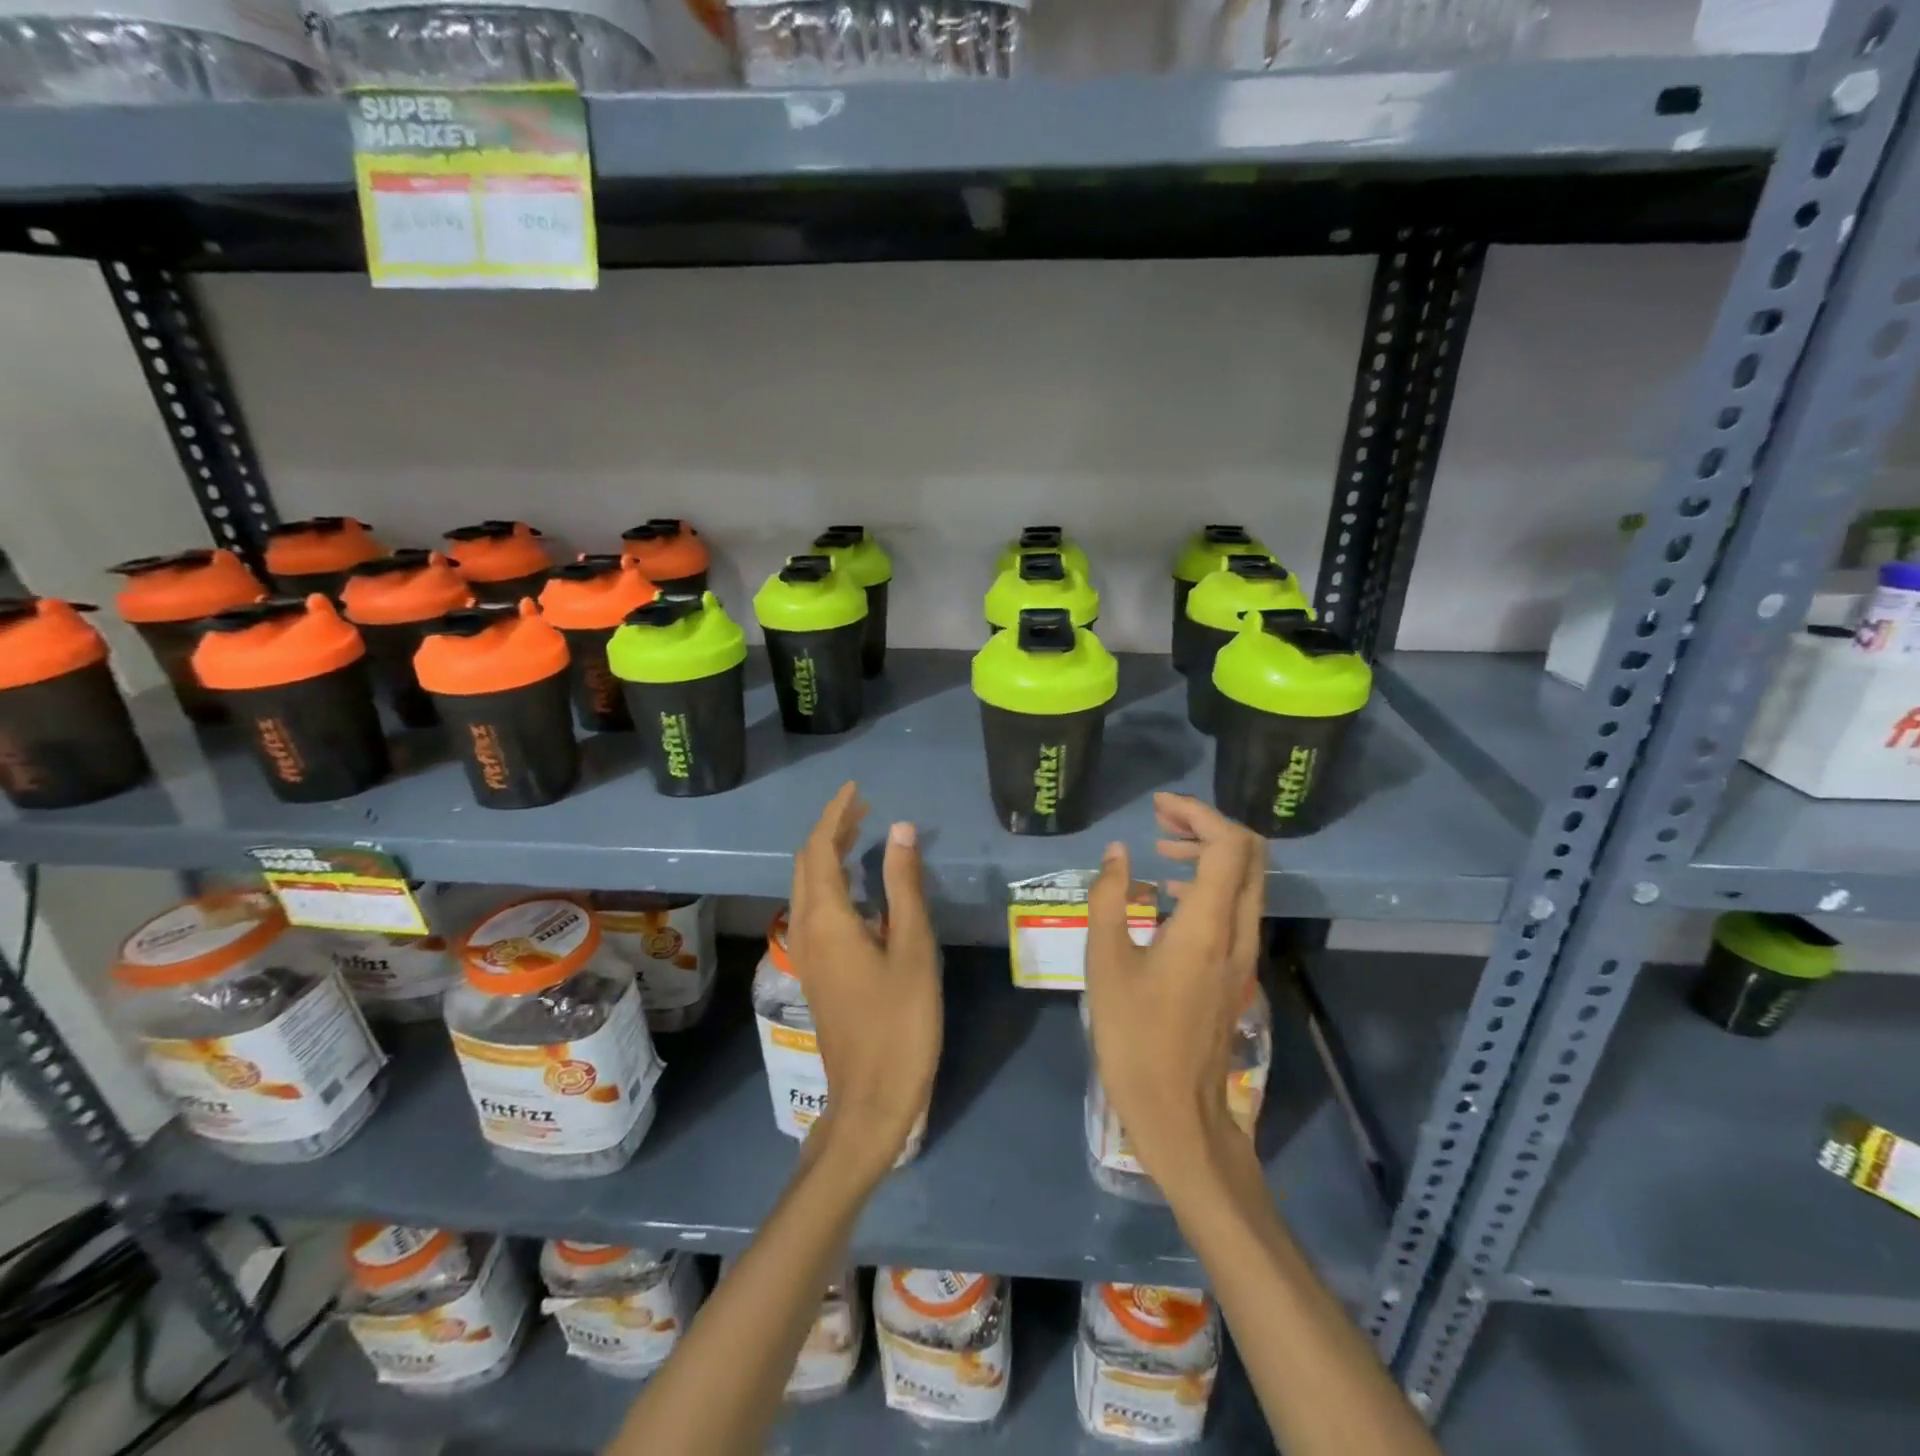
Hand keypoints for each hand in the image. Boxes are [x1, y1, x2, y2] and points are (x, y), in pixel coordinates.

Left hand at [787, 782, 941, 1179]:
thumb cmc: (900, 1022)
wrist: (871, 1098)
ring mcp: (807, 953)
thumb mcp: (913, 948)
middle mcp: (806, 929)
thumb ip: (904, 886)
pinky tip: (861, 889)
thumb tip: (900, 829)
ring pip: (808, 888)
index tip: (856, 789)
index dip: (835, 814)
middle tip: (863, 809)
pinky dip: (833, 883)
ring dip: (830, 856)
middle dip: (830, 831)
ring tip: (863, 836)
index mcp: (826, 919)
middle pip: (807, 865)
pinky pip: (816, 909)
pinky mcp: (816, 971)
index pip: (819, 849)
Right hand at [1084, 793, 1264, 1182]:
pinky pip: (1235, 906)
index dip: (1198, 814)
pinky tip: (1167, 892)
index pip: (1227, 845)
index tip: (1158, 807)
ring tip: (1160, 847)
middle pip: (1248, 855)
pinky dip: (1209, 882)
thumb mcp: (1105, 962)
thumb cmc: (1133, 1036)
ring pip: (1244, 880)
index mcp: (1207, 925)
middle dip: (1208, 825)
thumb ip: (1108, 898)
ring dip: (1209, 852)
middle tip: (1162, 820)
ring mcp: (1243, 953)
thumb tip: (1116, 852)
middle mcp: (1238, 932)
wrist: (1177, 1111)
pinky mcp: (1236, 969)